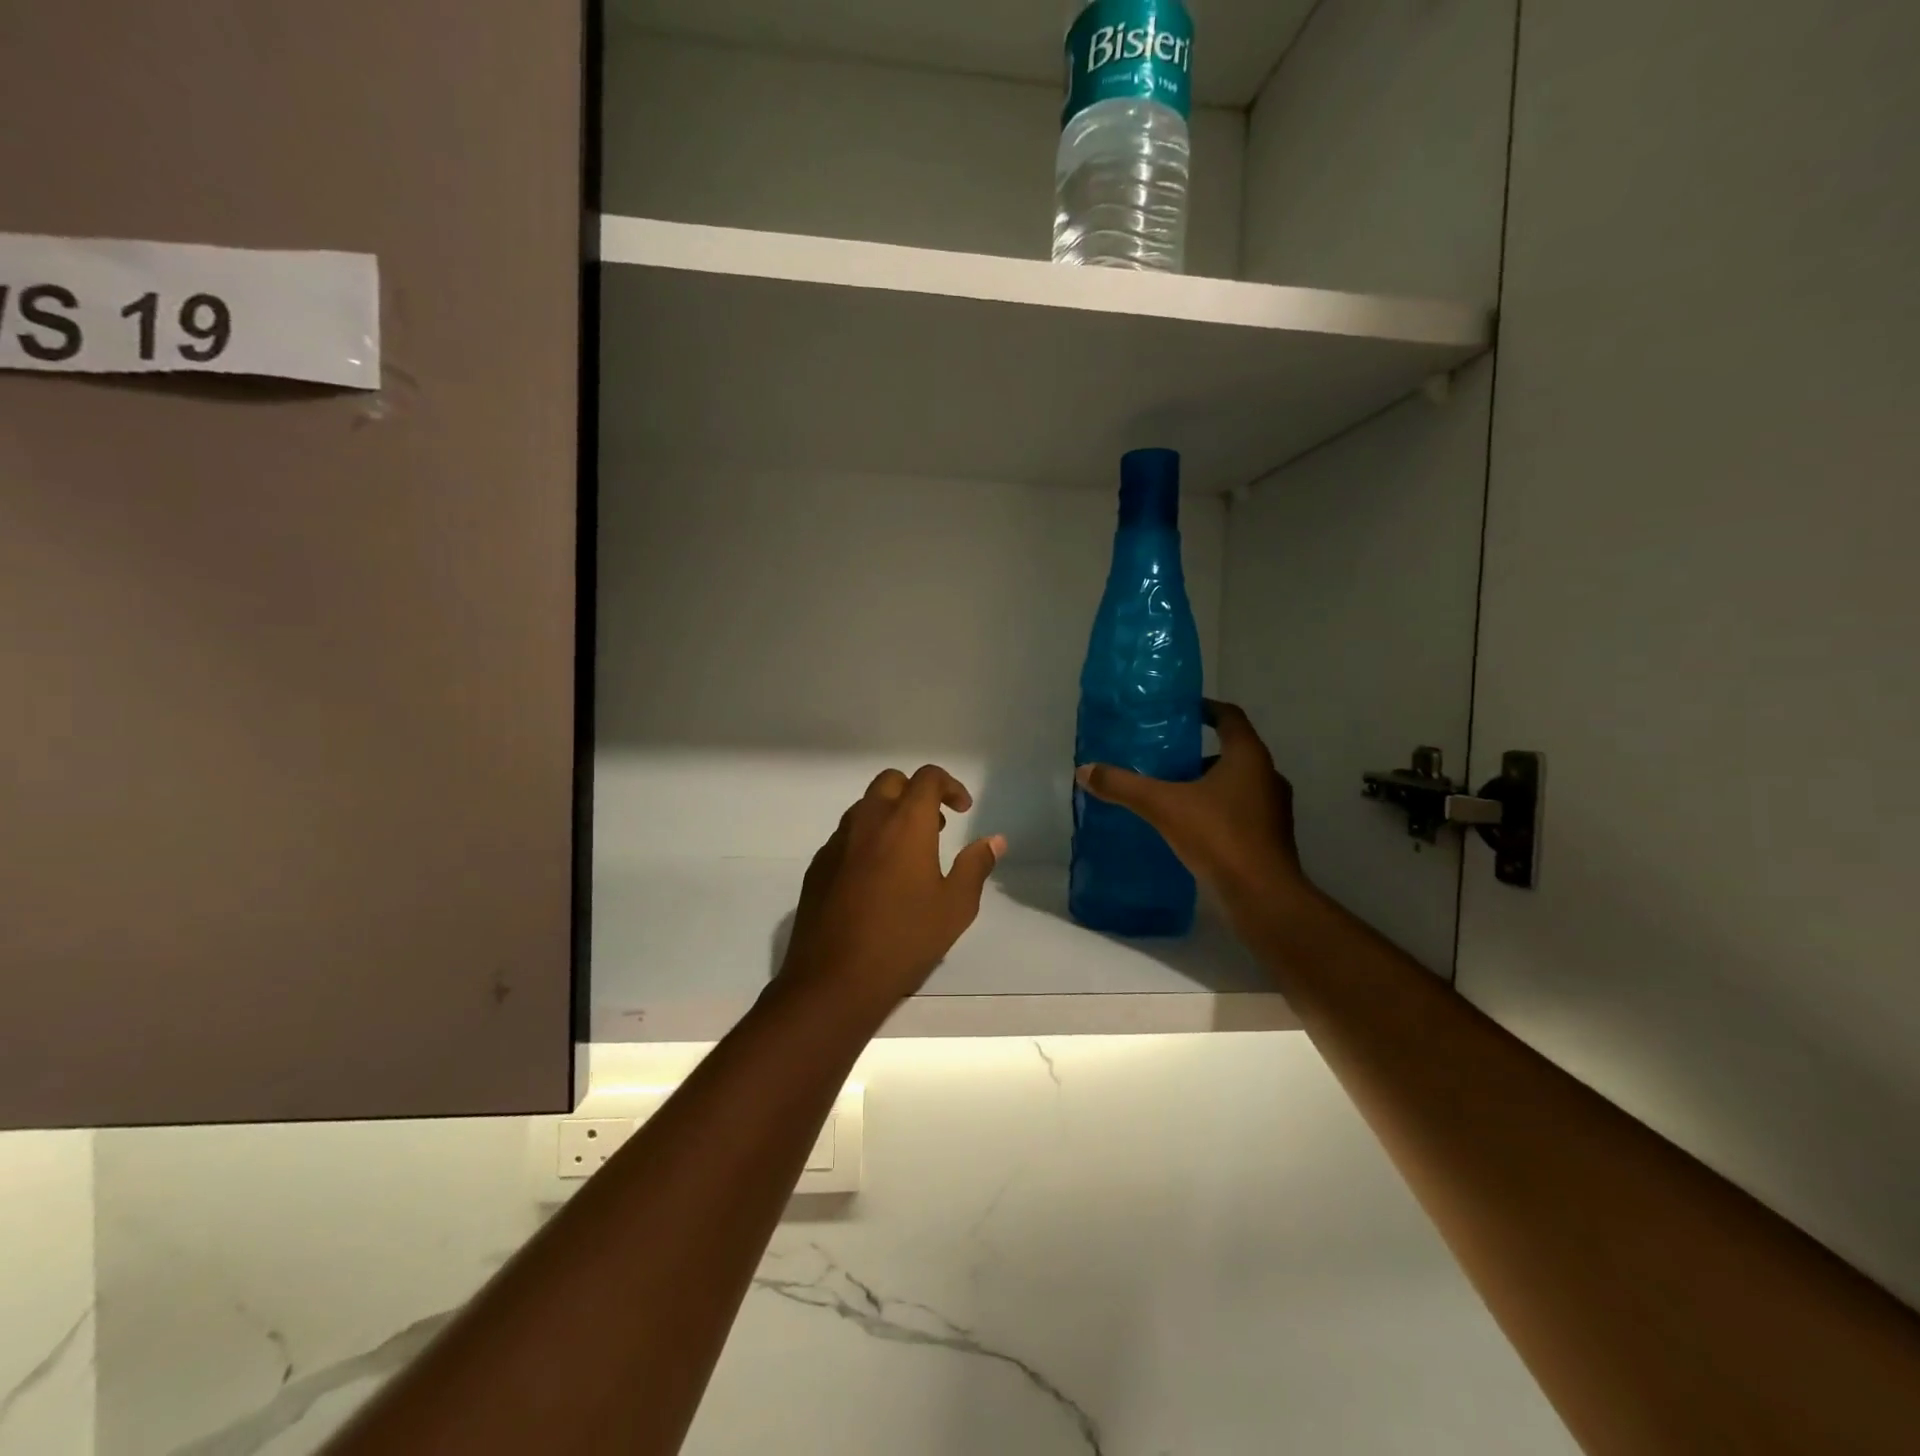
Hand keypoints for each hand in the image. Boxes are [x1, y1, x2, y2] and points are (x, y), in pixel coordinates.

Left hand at [779, 765, 1005, 1018]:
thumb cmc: (904, 939)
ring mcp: (838, 842)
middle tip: (935, 825)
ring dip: (889, 815)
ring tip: (908, 854)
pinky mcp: (818, 865)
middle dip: (916, 792)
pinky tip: (876, 879)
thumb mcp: (955, 906)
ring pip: (865, 807)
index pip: (927, 778)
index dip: (950, 785)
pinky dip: (866, 840)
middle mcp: (868, 820)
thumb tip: (994, 840)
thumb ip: (975, 866)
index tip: (963, 810)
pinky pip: (846, 836)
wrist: (834, 978)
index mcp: (905, 823)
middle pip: (891, 781)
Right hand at [1075, 699, 1306, 912]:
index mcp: (1248, 757)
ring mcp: (1273, 809)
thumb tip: (1084, 770)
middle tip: (1165, 757)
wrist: (1262, 896)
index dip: (1206, 709)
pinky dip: (1216, 810)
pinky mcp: (1270, 838)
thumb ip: (1123, 786)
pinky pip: (1240, 812)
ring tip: (1172, 792)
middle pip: (1233, 752)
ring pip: (1237, 784)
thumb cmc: (1218, 837)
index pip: (1230, 717)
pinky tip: (1189, 826)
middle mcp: (1267, 776)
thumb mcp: (1162, 806)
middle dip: (1200, 752)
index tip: (1182, 710)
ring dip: (1208, 784)